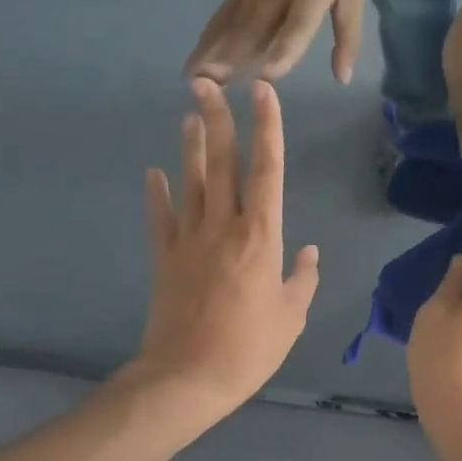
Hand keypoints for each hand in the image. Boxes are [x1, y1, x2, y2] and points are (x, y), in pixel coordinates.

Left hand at [133, 79, 320, 426]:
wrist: (185, 379)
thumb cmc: (248, 349)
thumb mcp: (291, 317)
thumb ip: (303, 279)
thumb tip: (308, 252)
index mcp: (261, 236)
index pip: (267, 169)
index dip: (267, 127)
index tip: (263, 92)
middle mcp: (224, 226)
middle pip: (220, 162)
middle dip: (216, 118)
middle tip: (206, 81)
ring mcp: (189, 239)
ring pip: (190, 181)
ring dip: (190, 146)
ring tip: (189, 114)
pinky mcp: (165, 258)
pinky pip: (160, 218)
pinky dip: (156, 194)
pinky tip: (153, 172)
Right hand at [186, 0, 365, 85]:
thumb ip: (348, 35)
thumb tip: (342, 78)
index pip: (297, 26)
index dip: (284, 50)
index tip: (268, 76)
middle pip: (254, 31)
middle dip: (233, 62)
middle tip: (214, 93)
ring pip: (232, 27)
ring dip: (213, 55)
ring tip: (195, 83)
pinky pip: (222, 18)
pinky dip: (207, 40)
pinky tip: (194, 62)